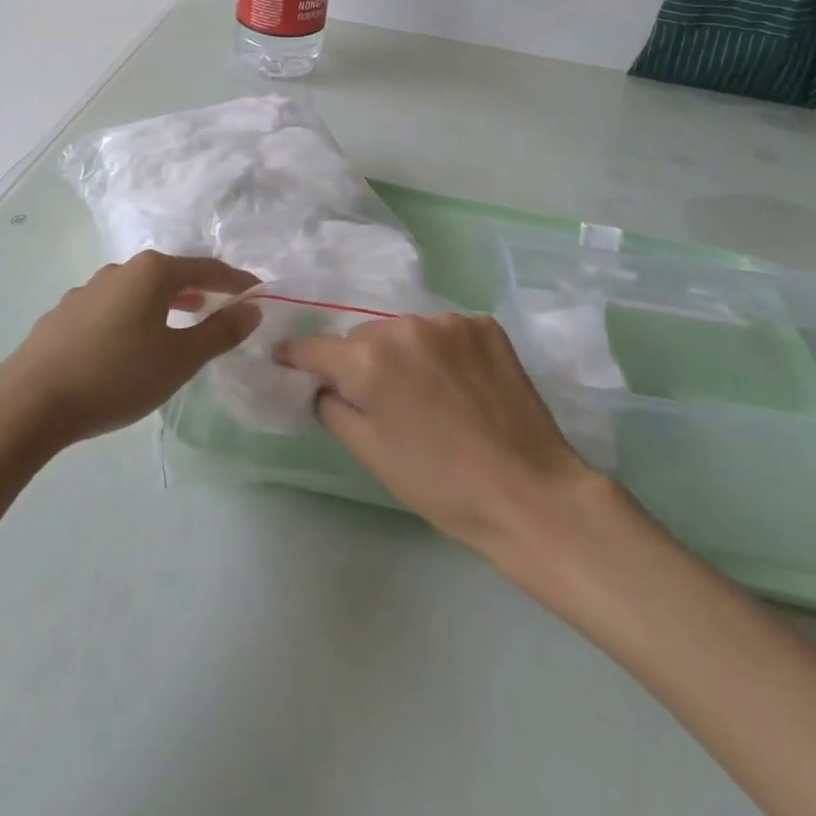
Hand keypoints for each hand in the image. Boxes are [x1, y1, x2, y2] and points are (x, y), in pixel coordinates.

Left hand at [0, 251, 259, 449]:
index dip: (236, 281)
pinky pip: (113, 306)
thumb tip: (252, 309)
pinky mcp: (65, 313)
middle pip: (171, 273)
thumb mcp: (179, 360)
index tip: (258, 293)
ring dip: (166, 302)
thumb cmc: (116, 376)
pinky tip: (130, 343)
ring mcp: (88, 289)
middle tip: (221, 307)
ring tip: (180, 321)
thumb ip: (219, 332)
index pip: (207, 268)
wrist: (28, 402)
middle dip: (200, 288)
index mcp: (153, 272)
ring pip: (139, 289)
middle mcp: (121, 270)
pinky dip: (134, 315)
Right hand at [276, 313, 598, 555]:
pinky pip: (445, 330)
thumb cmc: (441, 485)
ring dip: (403, 353)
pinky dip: (441, 350)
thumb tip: (322, 384)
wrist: (528, 493)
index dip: (298, 356)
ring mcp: (449, 322)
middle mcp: (405, 327)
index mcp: (370, 361)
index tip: (287, 359)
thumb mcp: (372, 454)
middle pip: (364, 337)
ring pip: (405, 331)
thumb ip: (334, 408)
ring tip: (425, 393)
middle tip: (379, 399)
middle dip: (362, 362)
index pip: (316, 347)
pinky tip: (458, 382)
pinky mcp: (484, 324)